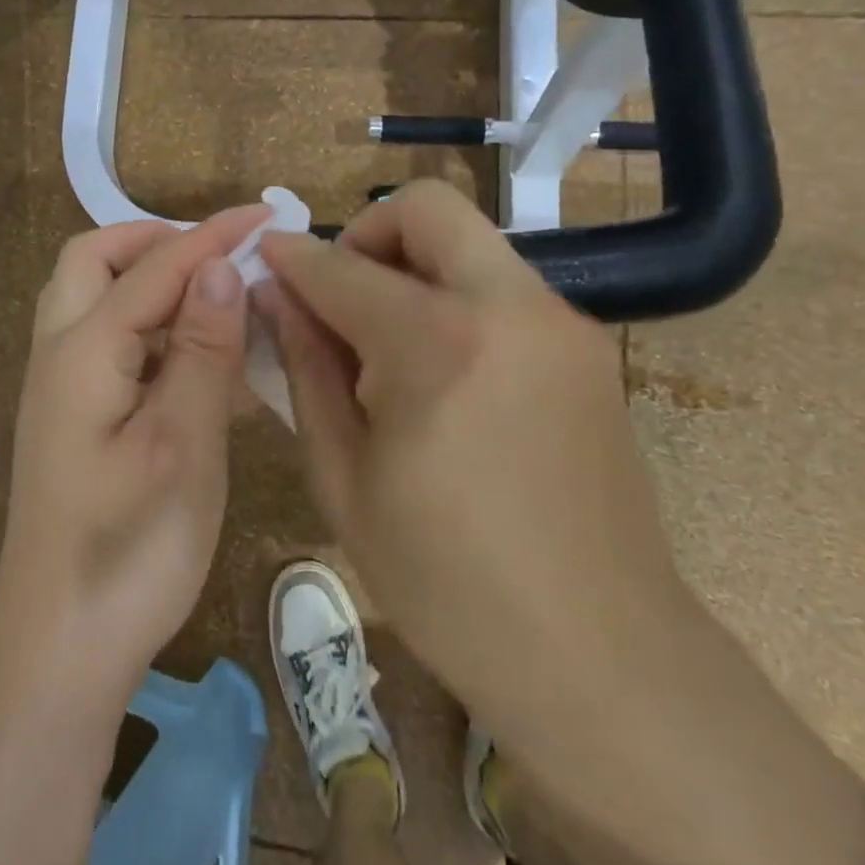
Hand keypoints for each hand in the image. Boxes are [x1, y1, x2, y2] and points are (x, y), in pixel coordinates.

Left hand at [0, 206, 270, 705]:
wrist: (60, 648)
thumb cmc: (128, 548)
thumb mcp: (182, 444)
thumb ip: (200, 350)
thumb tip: (218, 269)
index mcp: (82, 350)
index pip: (154, 267)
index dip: (211, 236)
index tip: (265, 214)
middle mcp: (61, 353)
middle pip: (96, 262)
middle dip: (157, 243)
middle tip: (220, 256)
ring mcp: (64, 387)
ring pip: (99, 300)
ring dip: (154, 282)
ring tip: (217, 296)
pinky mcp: (78, 419)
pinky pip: (113, 344)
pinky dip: (153, 329)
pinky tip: (204, 358)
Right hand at [256, 180, 694, 736]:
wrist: (601, 655)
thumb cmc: (446, 581)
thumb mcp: (343, 477)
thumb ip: (305, 367)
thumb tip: (275, 295)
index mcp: (436, 344)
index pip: (340, 266)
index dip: (290, 257)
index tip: (262, 257)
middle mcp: (508, 307)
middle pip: (426, 208)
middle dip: (366, 234)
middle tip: (338, 294)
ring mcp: (559, 321)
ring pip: (468, 242)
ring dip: (412, 265)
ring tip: (384, 342)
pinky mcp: (586, 346)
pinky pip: (501, 286)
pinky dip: (453, 297)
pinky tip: (438, 370)